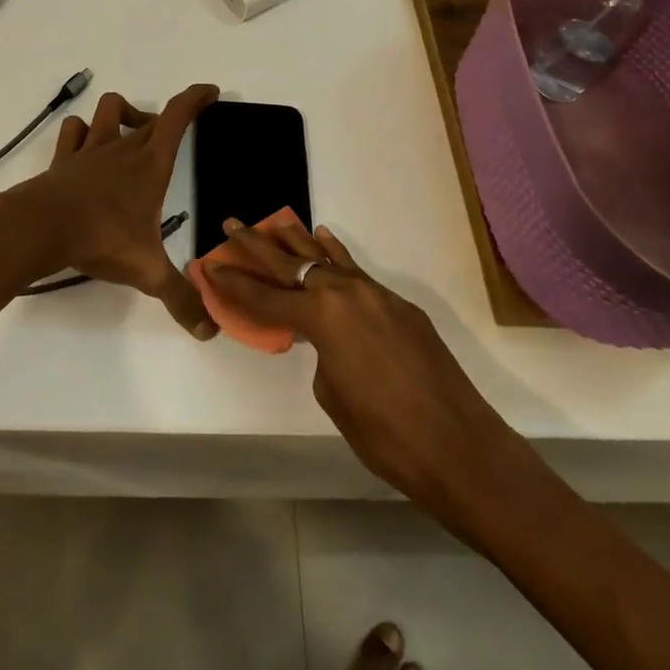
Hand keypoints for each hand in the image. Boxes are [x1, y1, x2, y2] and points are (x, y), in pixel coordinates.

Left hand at [4, 84, 219, 339]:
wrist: (41, 228)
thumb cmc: (101, 239)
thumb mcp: (147, 271)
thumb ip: (180, 298)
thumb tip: (209, 331)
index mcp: (150, 164)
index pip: (178, 116)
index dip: (196, 98)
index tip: (210, 92)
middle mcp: (123, 147)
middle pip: (149, 115)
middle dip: (165, 119)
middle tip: (172, 137)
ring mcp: (90, 149)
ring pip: (108, 108)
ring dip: (122, 114)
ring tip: (129, 135)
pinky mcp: (63, 159)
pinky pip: (73, 130)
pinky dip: (82, 131)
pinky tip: (86, 147)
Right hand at [204, 219, 512, 516]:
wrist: (460, 447)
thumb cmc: (386, 436)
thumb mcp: (334, 396)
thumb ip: (321, 355)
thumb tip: (326, 340)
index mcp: (322, 318)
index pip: (265, 298)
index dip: (234, 285)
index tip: (210, 266)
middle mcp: (346, 293)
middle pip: (291, 264)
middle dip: (257, 246)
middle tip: (232, 225)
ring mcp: (376, 295)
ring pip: (326, 259)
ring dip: (298, 242)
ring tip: (274, 222)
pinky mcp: (399, 305)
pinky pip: (357, 272)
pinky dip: (336, 256)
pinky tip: (325, 240)